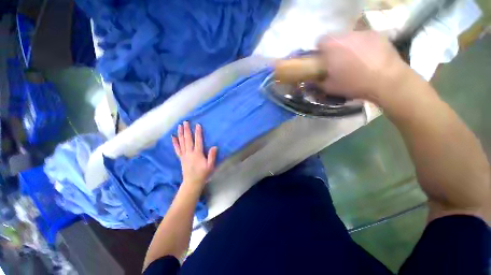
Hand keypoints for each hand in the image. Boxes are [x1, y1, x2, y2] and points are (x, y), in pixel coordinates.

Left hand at [172, 121, 217, 187]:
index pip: (198, 141)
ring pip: (181, 142)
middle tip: (185, 122)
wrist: (192, 182)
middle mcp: (189, 152)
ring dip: (180, 134)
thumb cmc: (203, 173)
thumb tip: (214, 146)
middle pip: (188, 139)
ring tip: (179, 126)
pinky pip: (177, 149)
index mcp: (197, 153)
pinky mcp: (181, 158)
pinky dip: (175, 142)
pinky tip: (173, 137)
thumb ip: (212, 156)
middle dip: (187, 130)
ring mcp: (184, 155)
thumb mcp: (210, 165)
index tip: (198, 125)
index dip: (198, 132)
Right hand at [317, 31, 411, 104]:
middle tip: (338, 61)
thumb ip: (318, 81)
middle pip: (336, 38)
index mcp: (333, 47)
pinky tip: (368, 57)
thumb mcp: (330, 87)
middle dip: (334, 48)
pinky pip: (364, 38)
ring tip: (354, 60)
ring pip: (350, 37)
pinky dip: (362, 46)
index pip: (320, 41)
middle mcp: (347, 35)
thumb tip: (313, 79)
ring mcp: (364, 33)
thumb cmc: (354, 84)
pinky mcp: (378, 35)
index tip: (322, 59)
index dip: (320, 50)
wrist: (386, 81)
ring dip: (348, 46)